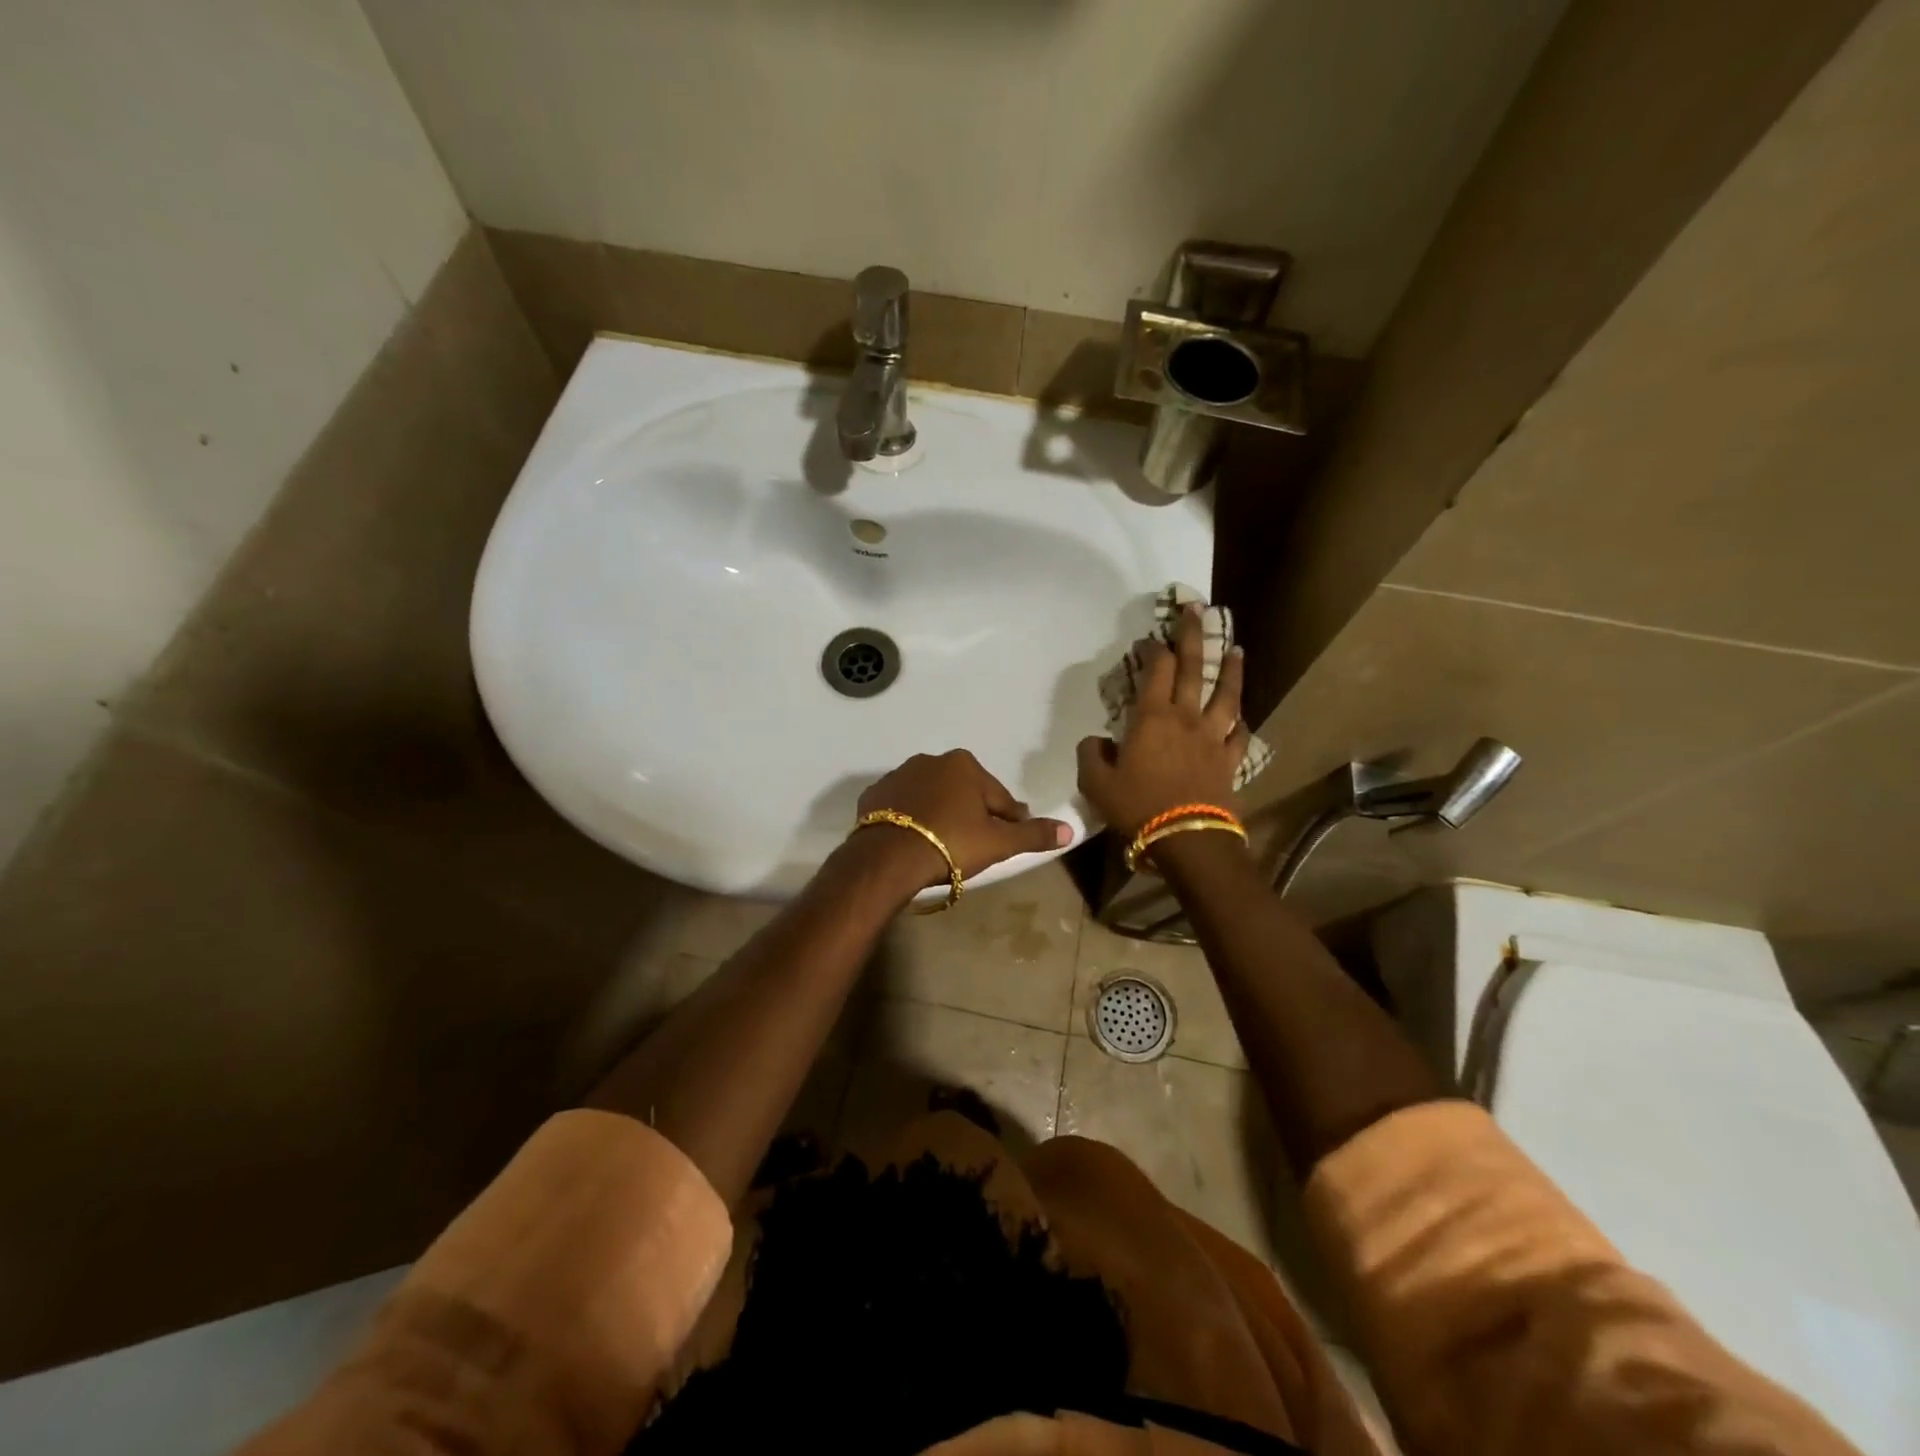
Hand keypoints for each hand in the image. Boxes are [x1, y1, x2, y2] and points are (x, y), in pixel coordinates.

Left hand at [854, 749, 1071, 889]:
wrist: (888, 857)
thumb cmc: (951, 844)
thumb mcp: (998, 843)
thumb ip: (1033, 834)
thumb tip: (1069, 829)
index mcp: (965, 765)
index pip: (998, 797)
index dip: (1007, 820)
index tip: (1007, 840)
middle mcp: (931, 760)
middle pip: (963, 792)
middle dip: (971, 814)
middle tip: (974, 846)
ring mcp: (899, 775)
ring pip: (931, 797)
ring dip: (940, 814)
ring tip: (942, 846)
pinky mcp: (874, 794)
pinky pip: (902, 806)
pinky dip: (910, 819)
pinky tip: (913, 841)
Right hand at [1077, 605, 1247, 836]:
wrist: (1186, 838)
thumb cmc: (1137, 807)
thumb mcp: (1095, 784)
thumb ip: (1091, 755)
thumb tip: (1096, 741)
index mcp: (1152, 719)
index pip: (1155, 672)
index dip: (1154, 649)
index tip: (1151, 638)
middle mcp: (1186, 719)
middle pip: (1193, 669)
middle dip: (1193, 636)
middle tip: (1197, 609)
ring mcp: (1213, 738)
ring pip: (1226, 696)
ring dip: (1231, 670)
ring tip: (1237, 649)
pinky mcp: (1229, 761)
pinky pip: (1239, 736)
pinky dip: (1242, 723)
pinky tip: (1243, 716)